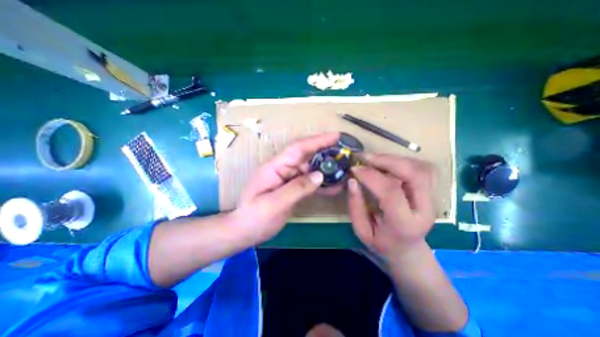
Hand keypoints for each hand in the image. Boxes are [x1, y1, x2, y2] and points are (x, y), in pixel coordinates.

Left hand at [231, 133, 338, 243]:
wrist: (245, 231)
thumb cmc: (255, 217)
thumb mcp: (274, 204)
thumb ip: (297, 189)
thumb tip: (320, 175)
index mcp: (275, 167)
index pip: (298, 148)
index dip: (317, 141)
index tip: (336, 136)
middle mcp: (283, 169)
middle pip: (307, 157)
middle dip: (326, 153)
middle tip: (345, 153)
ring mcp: (288, 178)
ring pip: (311, 169)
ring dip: (326, 169)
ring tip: (344, 169)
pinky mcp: (292, 188)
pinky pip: (309, 182)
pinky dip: (322, 183)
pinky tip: (335, 186)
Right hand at [347, 154, 435, 259]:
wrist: (408, 250)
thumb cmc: (382, 243)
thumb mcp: (361, 231)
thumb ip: (356, 206)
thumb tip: (352, 181)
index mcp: (405, 224)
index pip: (391, 192)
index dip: (371, 176)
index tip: (354, 169)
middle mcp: (424, 209)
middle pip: (414, 174)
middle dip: (388, 161)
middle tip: (365, 157)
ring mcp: (431, 199)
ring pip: (420, 167)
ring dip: (394, 159)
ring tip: (373, 159)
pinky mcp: (430, 191)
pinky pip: (419, 168)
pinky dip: (401, 161)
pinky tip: (385, 163)